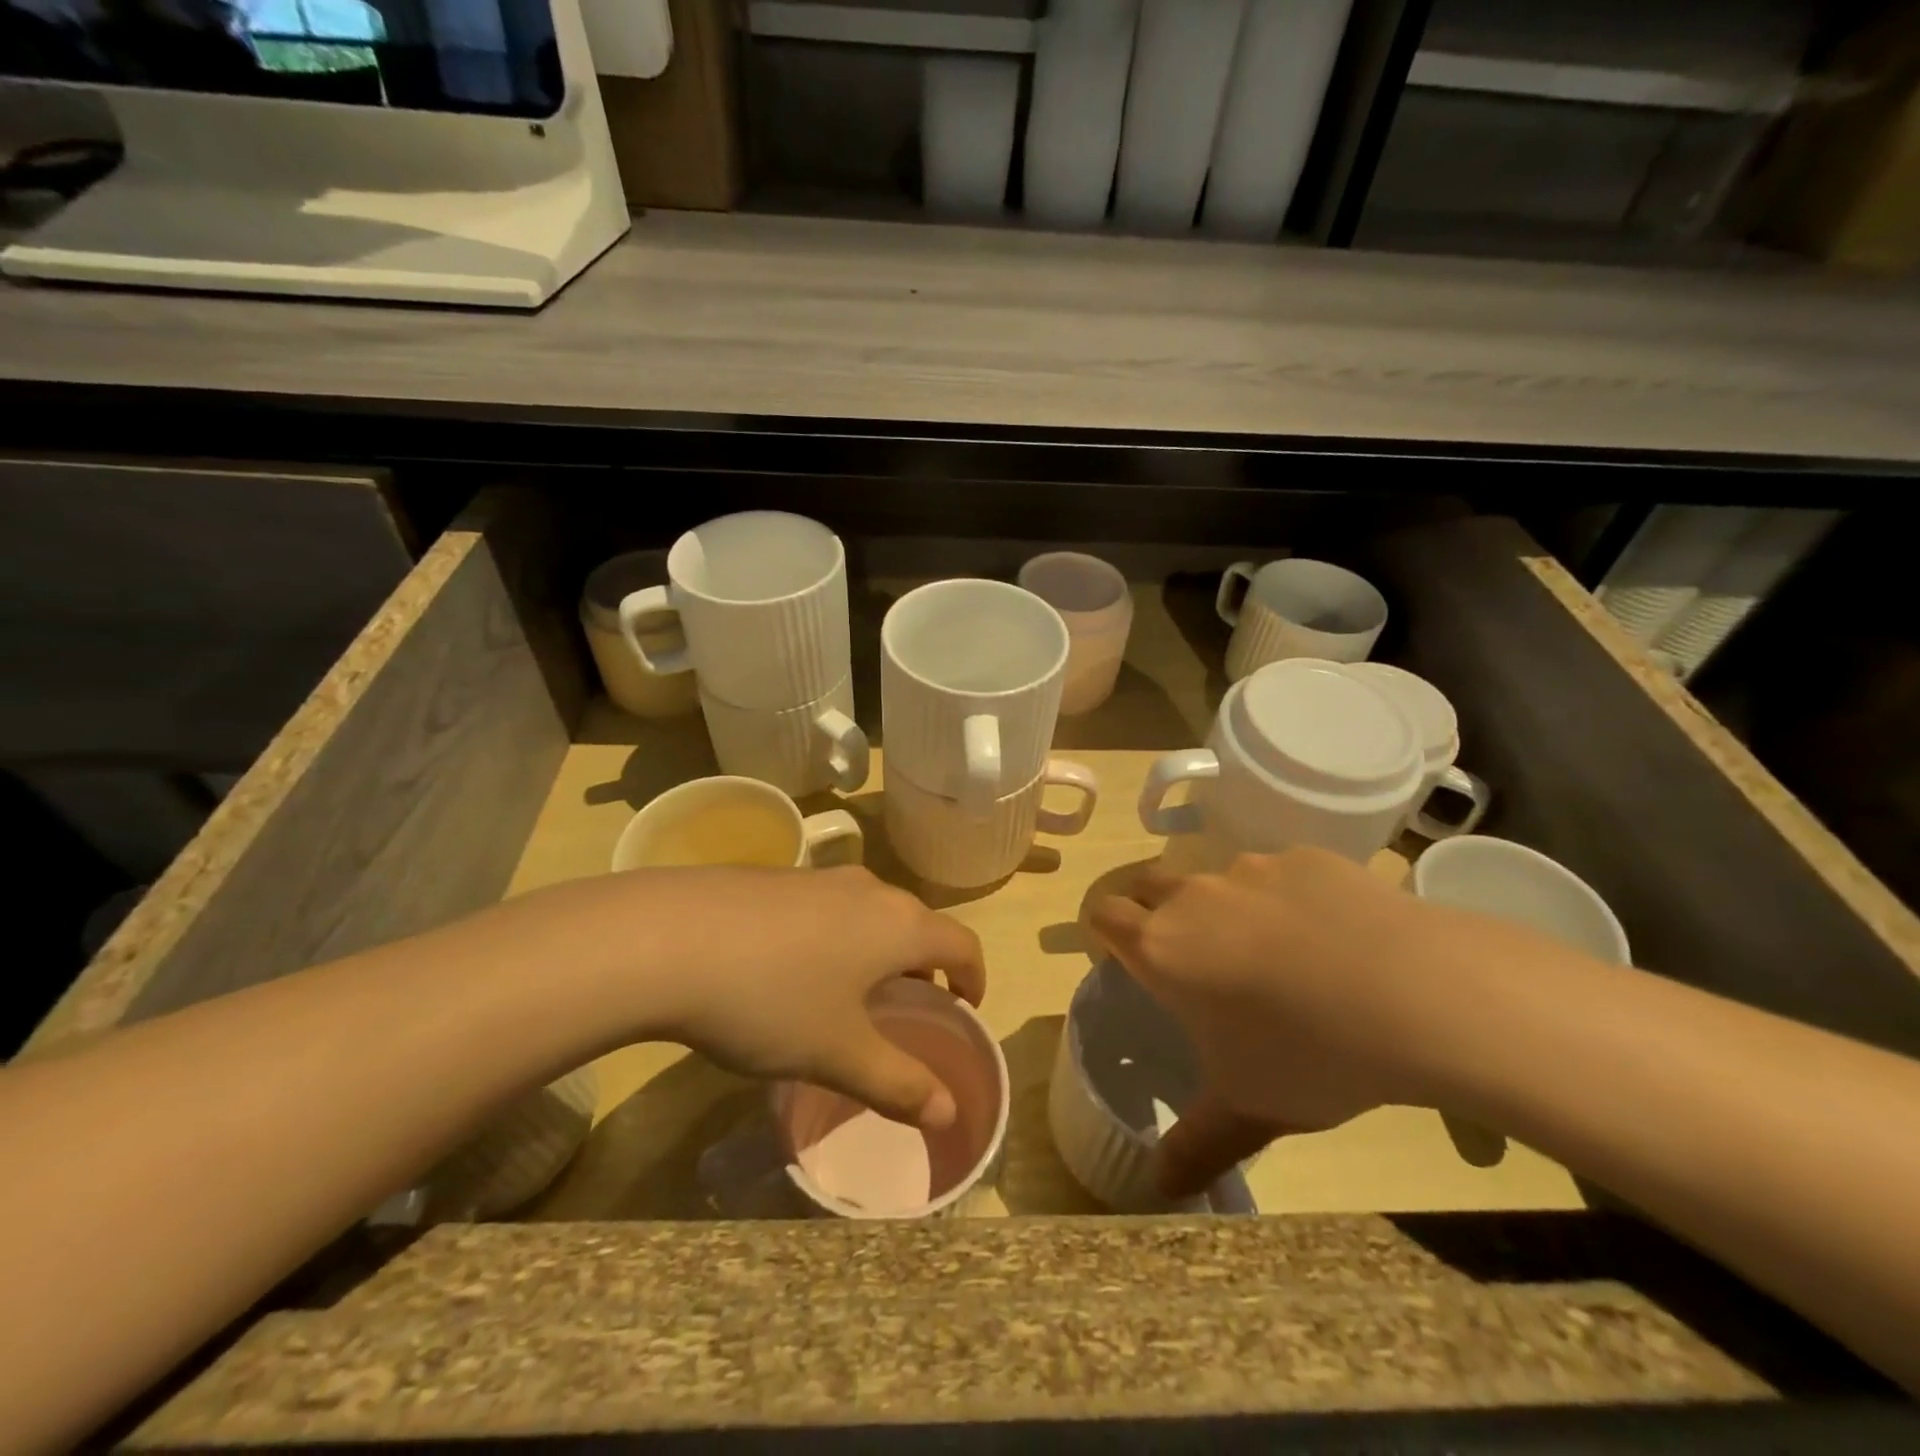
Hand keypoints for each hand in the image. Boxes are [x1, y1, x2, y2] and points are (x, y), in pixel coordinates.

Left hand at [485, 865, 984, 1132]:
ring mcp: (819, 877)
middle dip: (924, 966)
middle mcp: (869, 889)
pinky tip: (791, 970)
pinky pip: (827, 907)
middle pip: (916, 924)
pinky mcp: (775, 877)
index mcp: (899, 925)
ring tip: (850, 993)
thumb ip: (898, 1084)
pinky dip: (835, 936)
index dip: (974, 979)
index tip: (965, 1010)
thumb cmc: (772, 999)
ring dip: (877, 950)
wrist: (667, 939)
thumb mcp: (838, 1054)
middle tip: (907, 1009)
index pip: (963, 944)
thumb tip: (948, 1113)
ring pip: (870, 913)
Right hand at [1088, 848, 1449, 1198]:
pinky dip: (1287, 897)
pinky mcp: (1305, 857)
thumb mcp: (1248, 1110)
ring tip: (1276, 954)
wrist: (1416, 994)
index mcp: (1163, 948)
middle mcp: (1194, 896)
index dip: (1104, 930)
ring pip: (1216, 878)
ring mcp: (1251, 869)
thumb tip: (1158, 1188)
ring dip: (1225, 906)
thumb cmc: (1309, 1056)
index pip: (1103, 915)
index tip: (1124, 955)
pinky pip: (1279, 873)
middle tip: (1195, 958)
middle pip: (1149, 884)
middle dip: (1157, 912)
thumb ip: (1195, 1144)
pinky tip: (1333, 937)